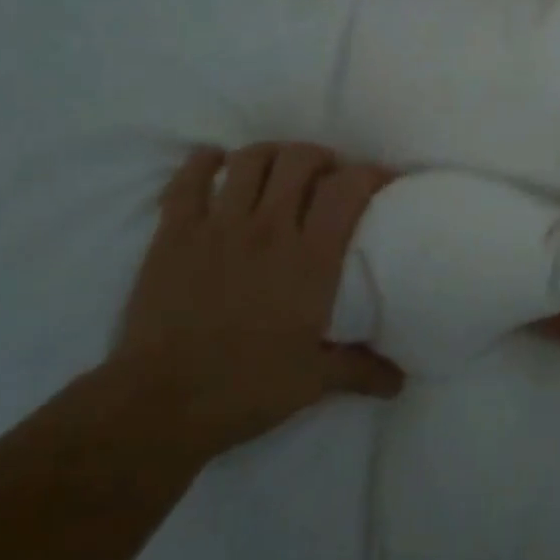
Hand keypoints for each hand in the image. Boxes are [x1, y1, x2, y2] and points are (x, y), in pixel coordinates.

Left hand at [111, 143, 403, 455]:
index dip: (369, 173)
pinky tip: (214, 164)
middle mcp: (269, 229)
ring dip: (270, 155)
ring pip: (250, 159)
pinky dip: (205, 162)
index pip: (347, 190)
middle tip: (324, 176)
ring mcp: (219, 226)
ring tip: (276, 170)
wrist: (159, 404)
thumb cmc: (244, 389)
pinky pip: (190, 178)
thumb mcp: (313, 381)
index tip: (380, 178)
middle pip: (300, 159)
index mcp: (310, 259)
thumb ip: (360, 370)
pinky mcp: (175, 232)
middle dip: (319, 157)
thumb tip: (400, 381)